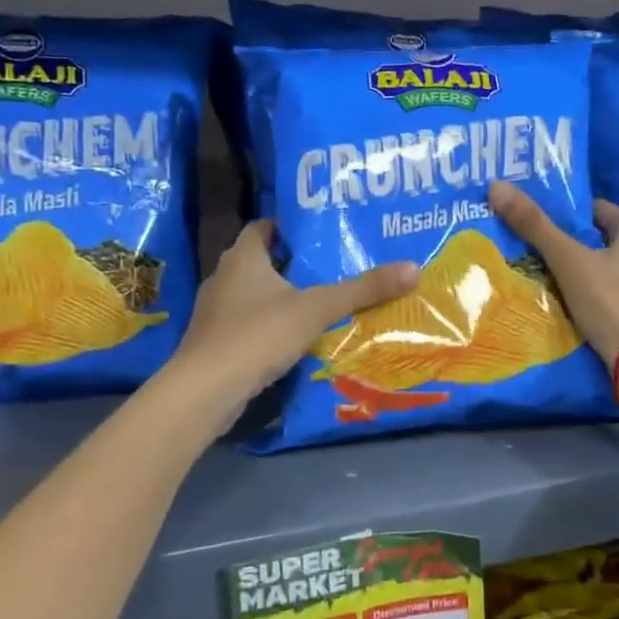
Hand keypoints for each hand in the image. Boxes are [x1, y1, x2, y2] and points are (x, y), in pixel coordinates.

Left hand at [171, 222, 417, 410]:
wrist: (205, 391)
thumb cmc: (258, 335)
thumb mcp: (317, 309)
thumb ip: (362, 290)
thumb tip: (413, 268)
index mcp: (243, 257)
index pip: (264, 226)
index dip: (290, 226)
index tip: (321, 232)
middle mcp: (224, 277)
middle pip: (261, 260)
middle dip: (293, 263)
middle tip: (332, 265)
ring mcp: (215, 312)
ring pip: (254, 294)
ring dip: (282, 296)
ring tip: (320, 301)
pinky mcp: (215, 342)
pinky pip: (248, 323)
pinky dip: (270, 325)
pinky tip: (295, 338)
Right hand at [488, 181, 618, 366]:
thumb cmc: (609, 301)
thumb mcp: (568, 261)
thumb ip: (535, 226)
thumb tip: (497, 186)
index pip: (595, 210)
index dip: (566, 213)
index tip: (536, 221)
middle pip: (600, 239)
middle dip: (571, 243)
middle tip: (535, 249)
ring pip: (607, 267)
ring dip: (582, 271)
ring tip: (548, 278)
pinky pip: (613, 292)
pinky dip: (594, 294)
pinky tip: (573, 304)